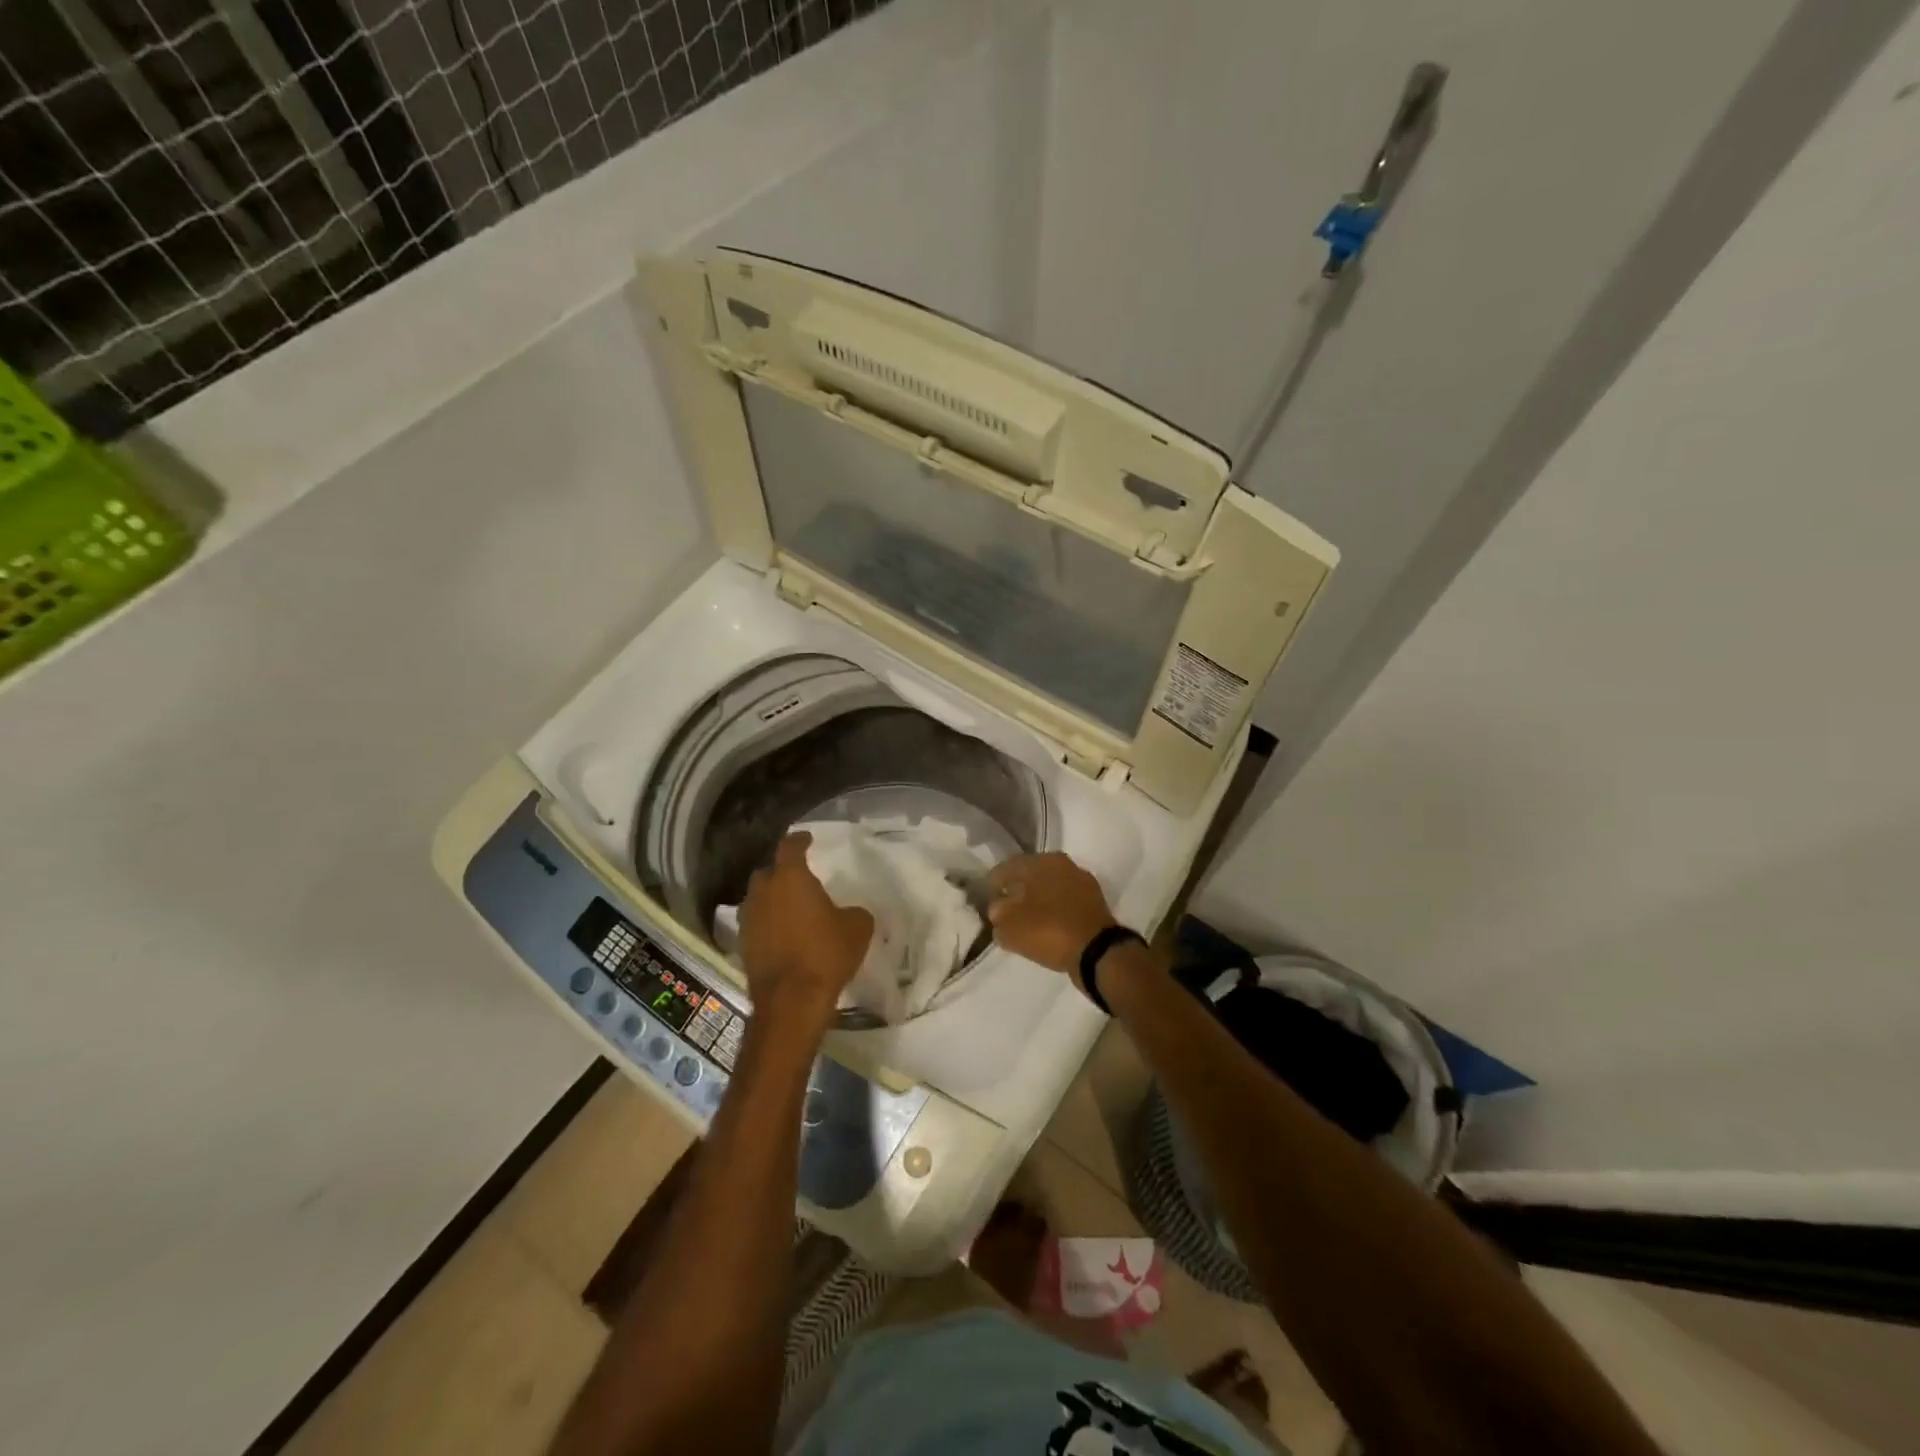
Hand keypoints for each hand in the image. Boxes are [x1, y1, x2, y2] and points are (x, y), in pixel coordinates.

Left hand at [739, 832, 873, 1035]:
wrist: (792, 1001)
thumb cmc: (826, 954)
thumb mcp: (858, 927)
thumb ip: (854, 911)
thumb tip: (850, 913)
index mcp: (791, 878)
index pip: (790, 847)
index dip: (799, 840)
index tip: (807, 839)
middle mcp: (763, 892)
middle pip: (768, 872)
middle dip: (781, 873)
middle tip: (799, 880)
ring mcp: (749, 919)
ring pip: (758, 899)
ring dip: (771, 900)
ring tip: (789, 908)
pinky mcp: (742, 945)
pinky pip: (755, 924)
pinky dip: (767, 924)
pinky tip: (781, 935)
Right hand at [986, 852, 1119, 990]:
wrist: (1097, 952)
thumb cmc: (1049, 930)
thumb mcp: (1010, 926)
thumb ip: (998, 914)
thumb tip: (998, 908)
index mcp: (1041, 861)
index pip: (1007, 867)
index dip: (993, 883)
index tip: (986, 898)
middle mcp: (1063, 864)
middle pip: (1030, 875)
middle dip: (1016, 890)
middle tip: (1004, 909)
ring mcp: (1081, 882)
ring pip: (1049, 888)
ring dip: (1036, 901)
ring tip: (1025, 920)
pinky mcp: (1094, 902)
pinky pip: (1064, 903)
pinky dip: (1053, 911)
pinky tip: (1046, 927)